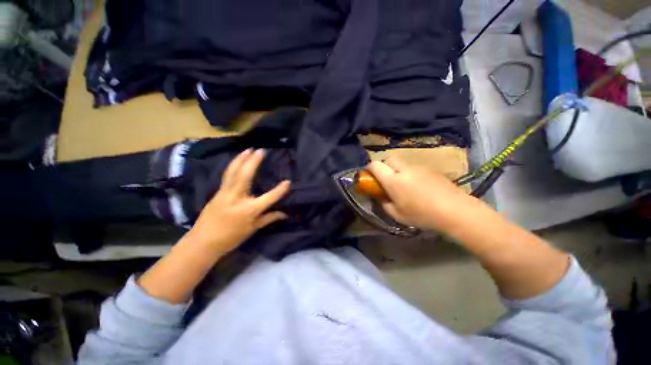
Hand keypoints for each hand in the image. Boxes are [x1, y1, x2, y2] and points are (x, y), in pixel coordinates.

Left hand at [188, 149, 290, 254]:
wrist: (203, 242)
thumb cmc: (231, 238)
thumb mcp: (253, 229)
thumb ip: (269, 218)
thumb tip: (285, 214)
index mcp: (249, 210)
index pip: (269, 197)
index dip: (280, 190)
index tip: (288, 182)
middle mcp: (237, 198)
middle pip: (245, 176)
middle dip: (253, 162)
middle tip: (260, 151)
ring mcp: (224, 193)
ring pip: (232, 172)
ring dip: (240, 159)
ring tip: (247, 149)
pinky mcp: (217, 193)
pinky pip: (226, 176)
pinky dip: (233, 166)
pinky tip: (236, 161)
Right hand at [367, 158, 469, 230]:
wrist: (455, 210)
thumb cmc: (422, 214)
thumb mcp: (397, 215)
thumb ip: (384, 204)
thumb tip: (381, 197)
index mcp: (393, 180)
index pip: (375, 165)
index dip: (369, 169)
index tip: (369, 176)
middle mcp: (404, 169)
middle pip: (388, 158)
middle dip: (383, 166)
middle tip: (386, 179)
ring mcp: (418, 167)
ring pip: (401, 162)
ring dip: (397, 169)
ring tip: (403, 183)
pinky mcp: (430, 169)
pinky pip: (413, 167)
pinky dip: (409, 172)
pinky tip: (417, 185)